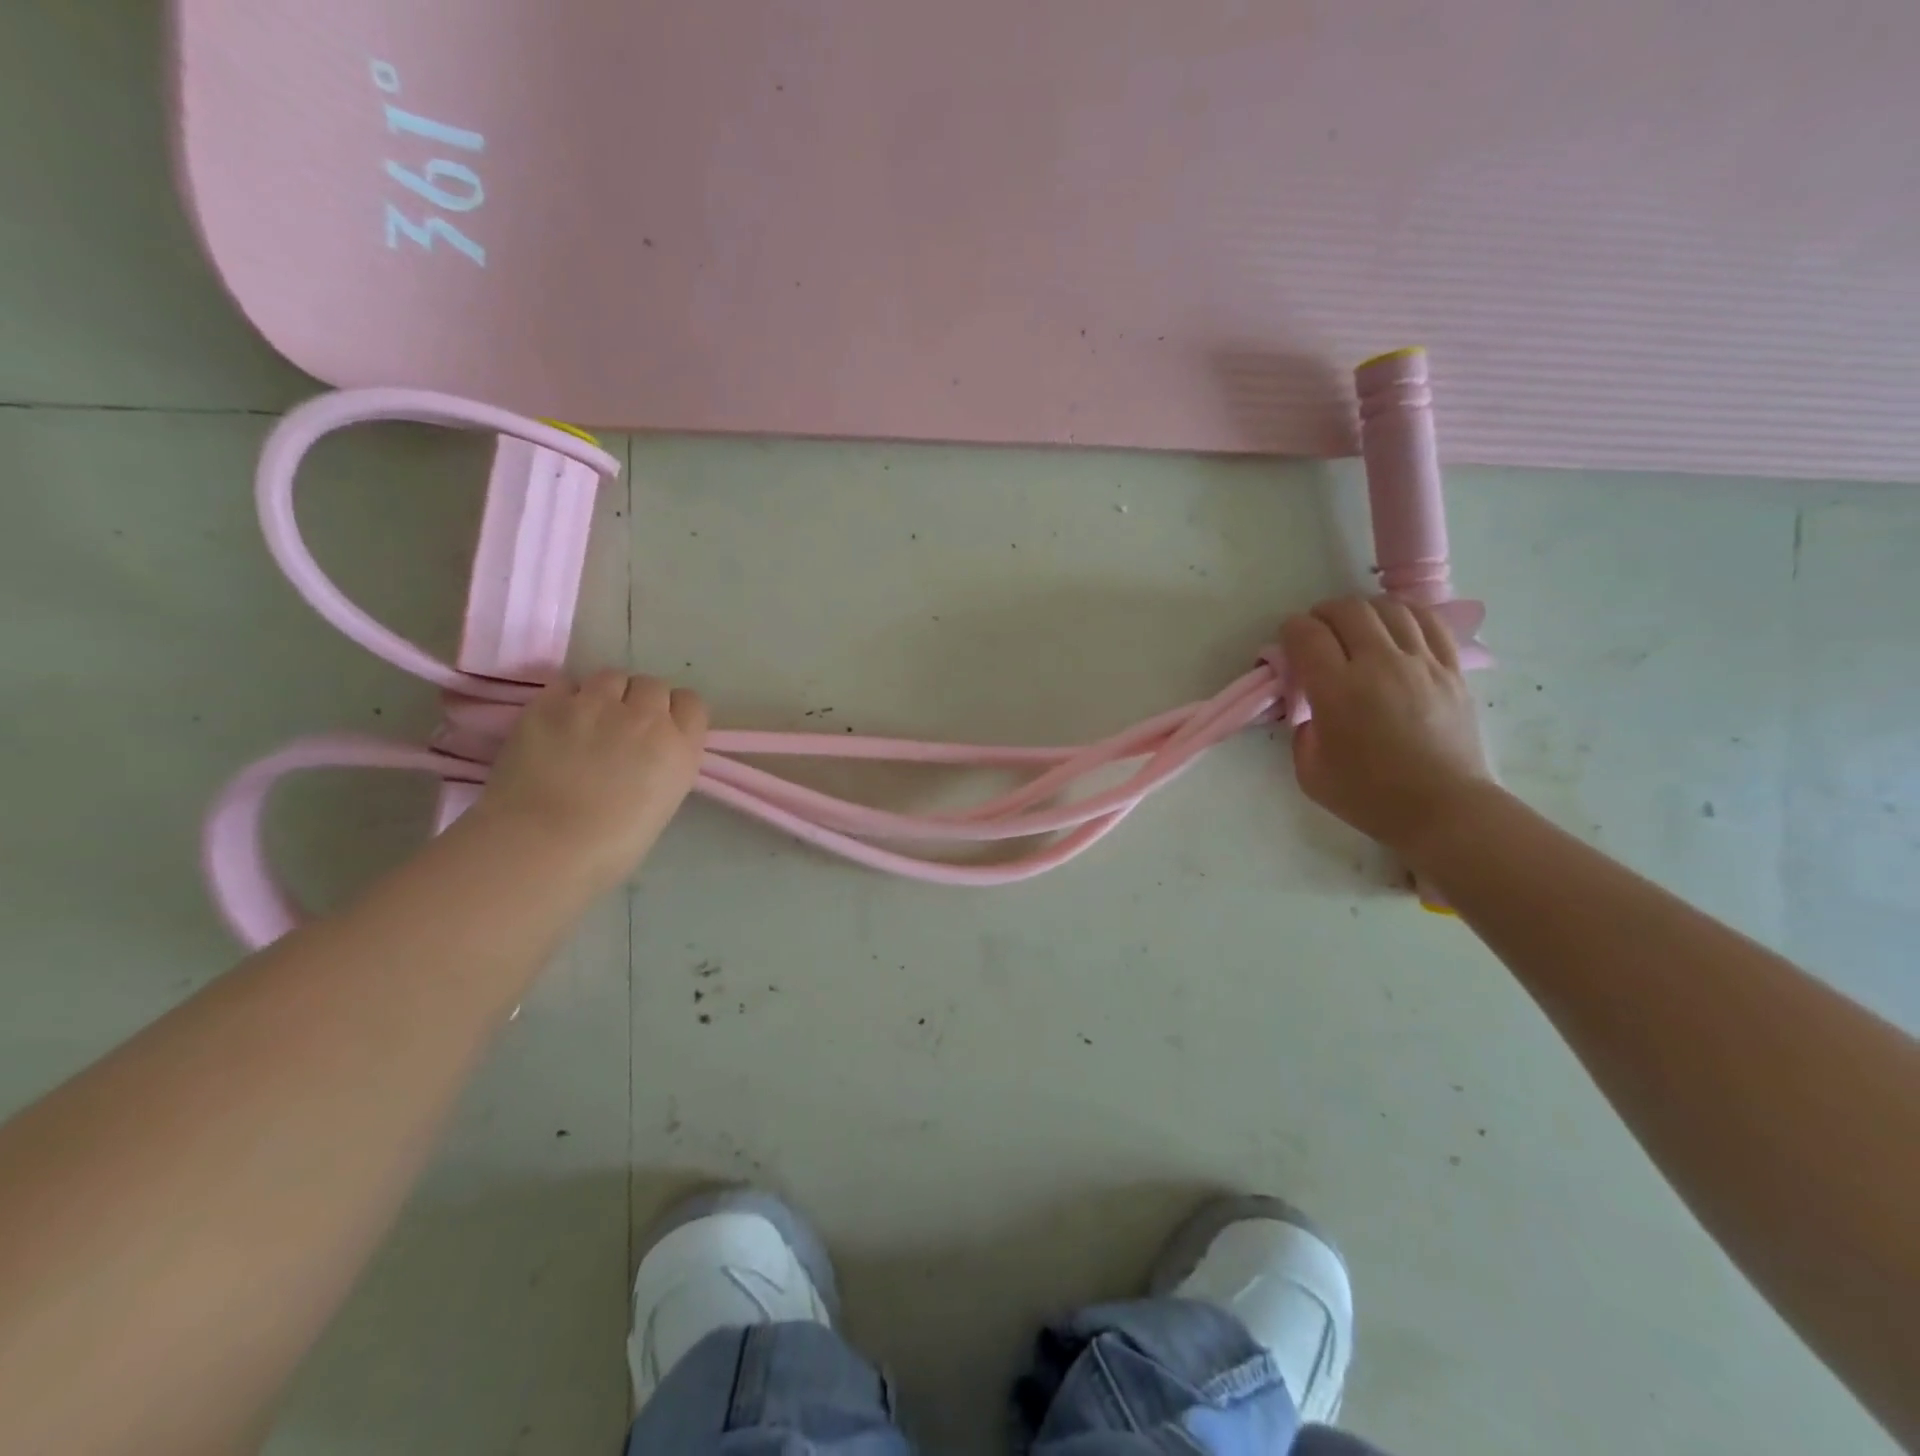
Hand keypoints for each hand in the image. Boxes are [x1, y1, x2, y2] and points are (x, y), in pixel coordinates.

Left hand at [471, 671, 708, 891]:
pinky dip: (566, 698)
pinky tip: (557, 722)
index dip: (675, 714)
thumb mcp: (660, 807)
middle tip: (622, 727)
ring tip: (588, 719)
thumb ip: (661, 769)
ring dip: (606, 694)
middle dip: (640, 701)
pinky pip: (567, 683)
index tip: (662, 731)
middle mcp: (646, 717)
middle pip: (652, 685)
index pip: (692, 704)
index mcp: (680, 749)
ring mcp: (597, 705)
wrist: (542, 847)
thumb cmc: (608, 849)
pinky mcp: (550, 703)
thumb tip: (642, 759)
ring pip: (612, 676)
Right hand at [1280, 595, 1492, 856]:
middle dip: (1322, 615)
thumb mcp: (1308, 769)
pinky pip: (1428, 622)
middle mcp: (1379, 665)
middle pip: (1347, 610)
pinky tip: (1394, 626)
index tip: (1287, 643)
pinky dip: (1404, 615)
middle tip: (1316, 633)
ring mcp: (1421, 663)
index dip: (1290, 631)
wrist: (1442, 809)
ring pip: (1388, 609)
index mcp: (1337, 690)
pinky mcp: (1451, 668)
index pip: (1307, 635)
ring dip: (1362, 612)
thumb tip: (1308, 703)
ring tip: (1354, 628)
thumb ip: (1301, 727)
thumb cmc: (1368, 796)